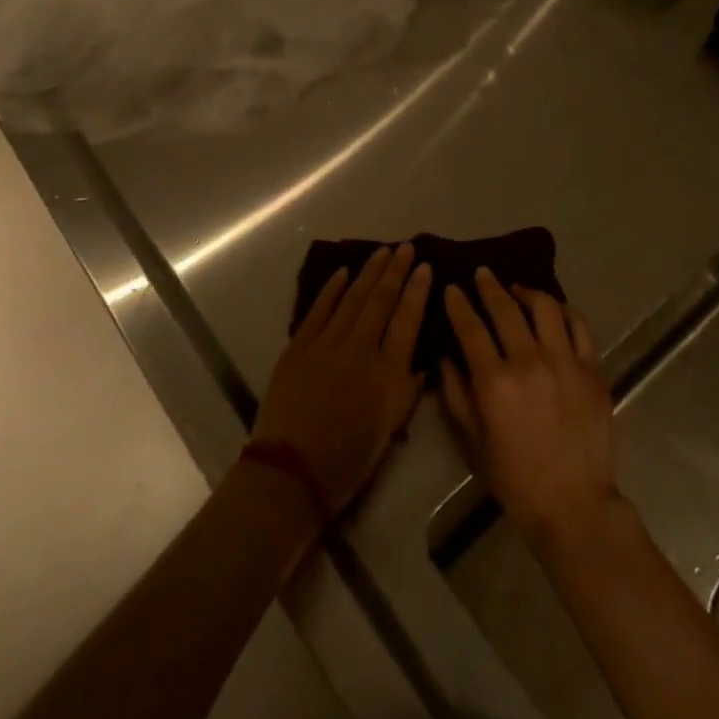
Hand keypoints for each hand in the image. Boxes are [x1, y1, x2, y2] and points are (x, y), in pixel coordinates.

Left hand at [252, 244, 430, 514]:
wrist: (292, 471)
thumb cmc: (349, 458)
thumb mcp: (391, 428)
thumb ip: (408, 389)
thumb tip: (421, 360)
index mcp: (388, 371)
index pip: (408, 318)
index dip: (418, 290)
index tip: (426, 266)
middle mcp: (360, 348)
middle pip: (381, 299)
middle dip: (395, 270)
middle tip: (405, 247)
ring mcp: (327, 343)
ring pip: (352, 297)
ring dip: (368, 272)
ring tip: (381, 252)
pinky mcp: (299, 346)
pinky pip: (319, 309)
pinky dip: (332, 289)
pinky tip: (342, 272)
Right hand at [439, 268, 620, 546]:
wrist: (573, 503)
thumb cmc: (515, 478)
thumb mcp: (473, 442)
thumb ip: (456, 395)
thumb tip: (445, 358)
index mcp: (495, 382)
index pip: (471, 328)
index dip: (458, 304)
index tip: (452, 288)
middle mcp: (530, 363)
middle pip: (506, 310)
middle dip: (489, 287)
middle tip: (482, 273)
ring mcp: (566, 363)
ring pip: (546, 308)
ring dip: (527, 292)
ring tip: (517, 288)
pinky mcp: (593, 370)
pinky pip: (579, 327)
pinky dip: (564, 311)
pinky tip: (554, 309)